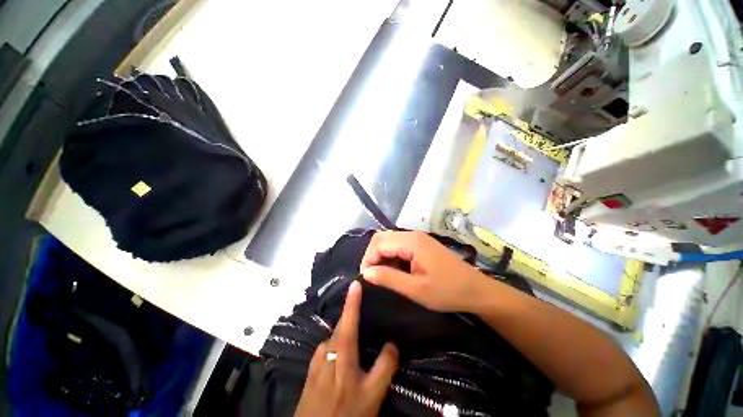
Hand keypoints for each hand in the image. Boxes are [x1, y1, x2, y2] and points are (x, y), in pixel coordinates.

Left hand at [294, 281, 398, 416]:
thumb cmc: (346, 413)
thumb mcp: (372, 395)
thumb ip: (385, 367)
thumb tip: (392, 343)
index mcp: (342, 354)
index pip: (348, 321)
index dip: (352, 301)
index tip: (355, 283)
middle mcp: (327, 350)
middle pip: (340, 326)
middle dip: (351, 313)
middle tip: (362, 304)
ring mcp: (317, 360)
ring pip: (334, 337)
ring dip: (345, 330)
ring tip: (358, 331)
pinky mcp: (312, 368)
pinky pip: (328, 347)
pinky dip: (338, 342)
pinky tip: (345, 352)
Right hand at [361, 231, 489, 311]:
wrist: (476, 290)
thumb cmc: (447, 291)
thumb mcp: (415, 289)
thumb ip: (388, 278)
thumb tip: (366, 273)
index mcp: (411, 241)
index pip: (378, 243)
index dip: (368, 259)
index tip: (367, 278)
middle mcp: (412, 234)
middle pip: (382, 238)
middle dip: (373, 256)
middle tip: (374, 277)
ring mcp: (418, 237)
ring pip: (389, 241)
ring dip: (382, 256)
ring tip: (385, 276)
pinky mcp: (421, 243)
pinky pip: (399, 245)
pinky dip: (392, 256)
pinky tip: (396, 270)